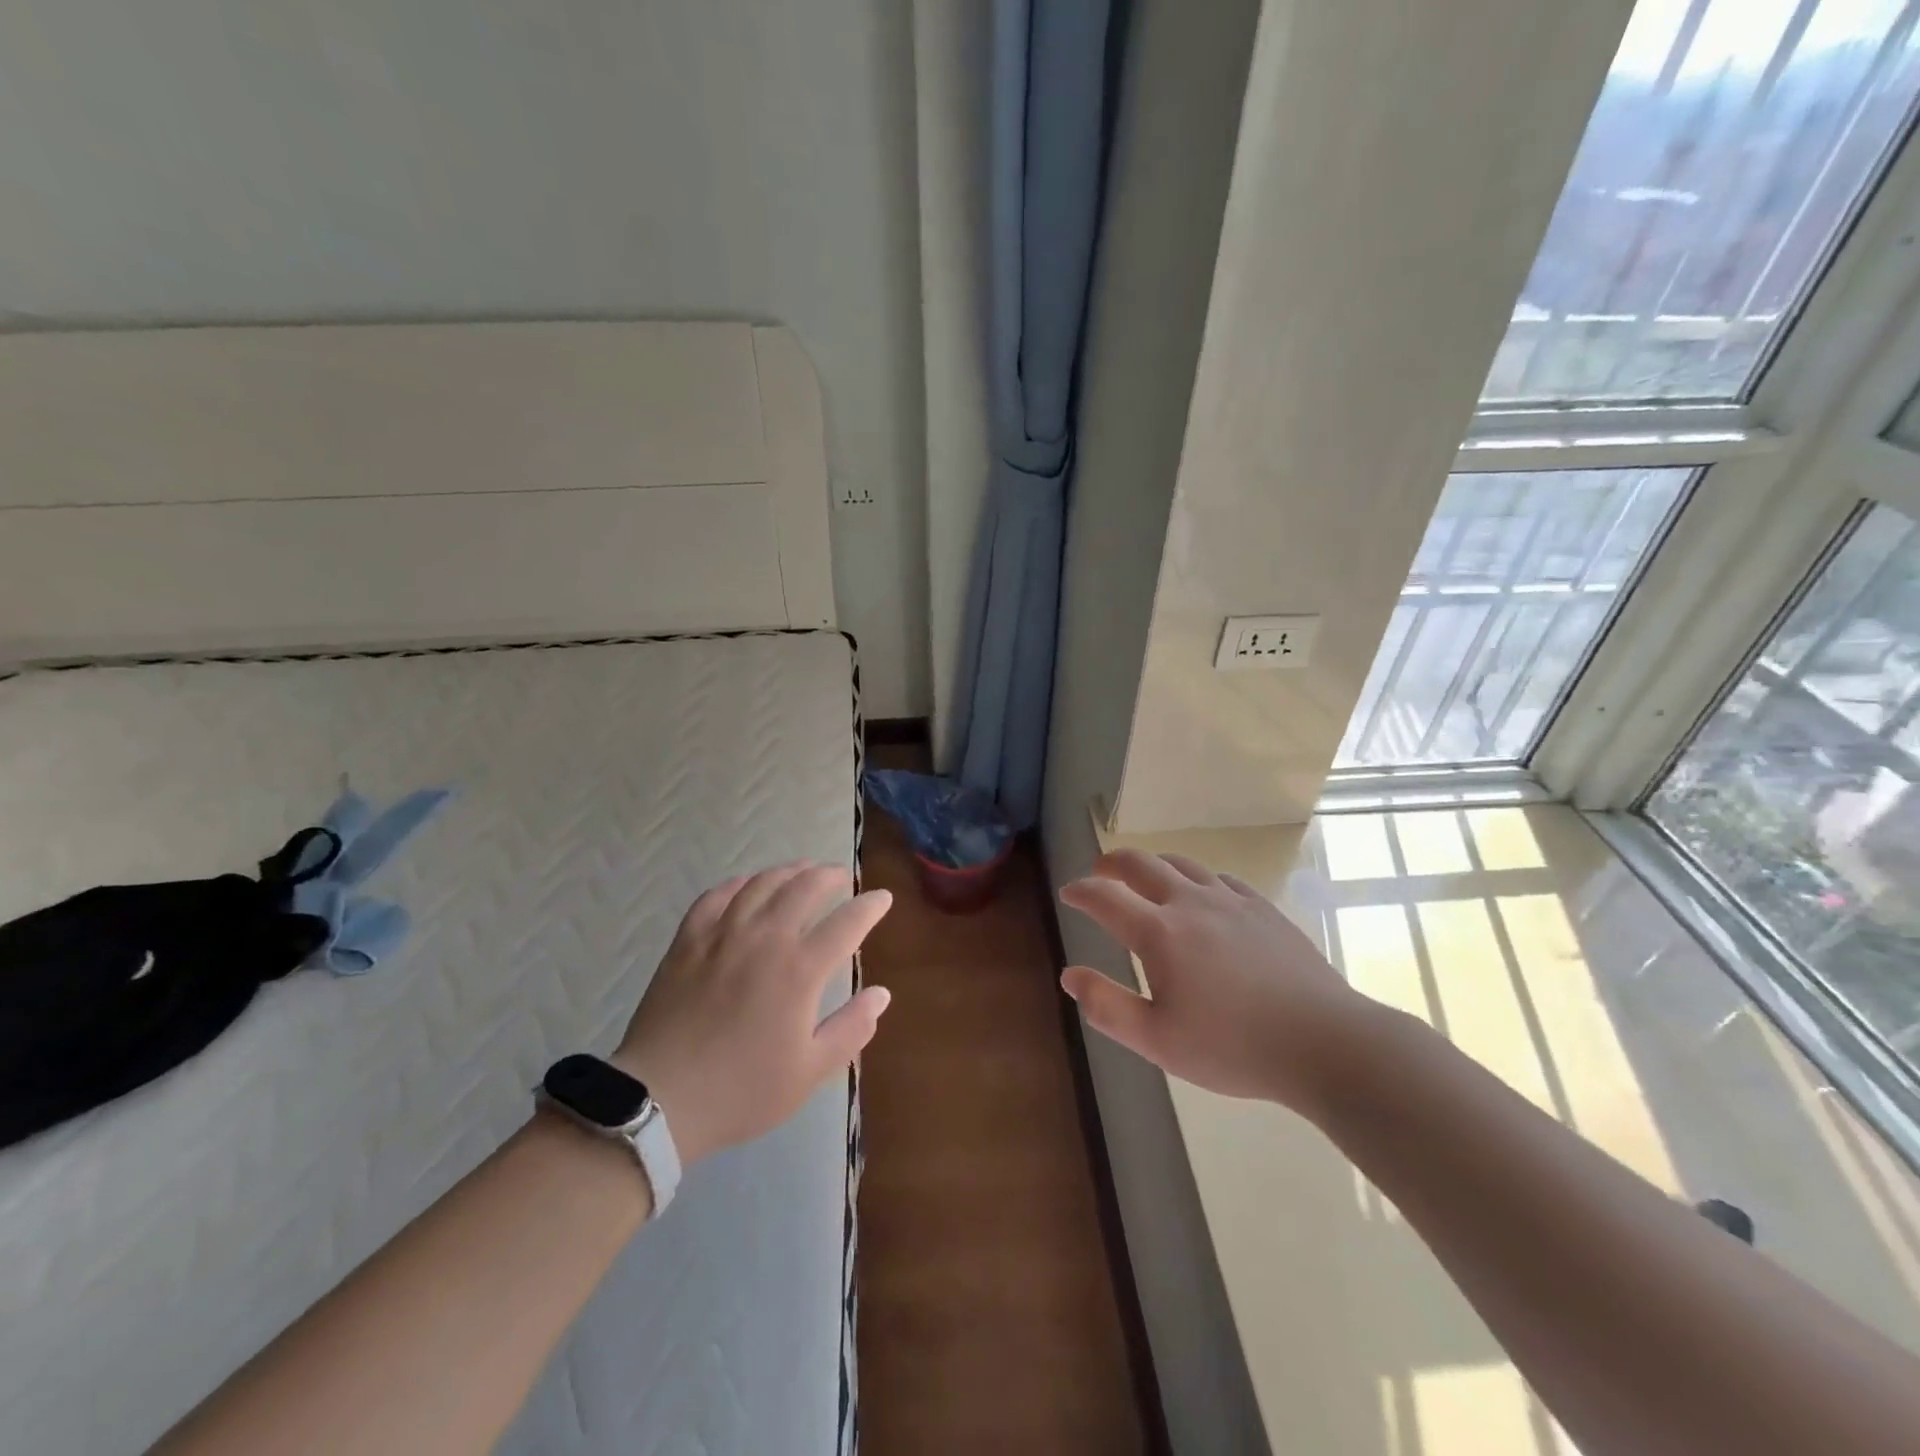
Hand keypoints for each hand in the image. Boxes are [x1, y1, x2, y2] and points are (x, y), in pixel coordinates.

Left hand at [613, 863, 892, 1164]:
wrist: (659, 1100)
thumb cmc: (742, 1091)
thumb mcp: (810, 1072)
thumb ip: (851, 1029)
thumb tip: (882, 994)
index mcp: (800, 970)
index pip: (847, 922)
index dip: (870, 906)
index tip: (882, 898)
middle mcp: (765, 939)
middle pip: (804, 888)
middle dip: (829, 876)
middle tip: (841, 877)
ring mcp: (722, 935)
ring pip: (761, 884)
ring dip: (788, 871)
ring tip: (802, 871)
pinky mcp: (688, 940)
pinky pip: (716, 896)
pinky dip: (738, 883)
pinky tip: (746, 885)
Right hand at [1059, 850, 1369, 1112]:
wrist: (1324, 1042)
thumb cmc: (1233, 1047)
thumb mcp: (1158, 1041)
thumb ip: (1108, 1006)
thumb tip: (1070, 975)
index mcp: (1160, 933)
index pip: (1106, 897)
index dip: (1081, 891)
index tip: (1068, 892)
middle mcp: (1191, 903)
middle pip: (1142, 864)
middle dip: (1113, 863)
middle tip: (1100, 872)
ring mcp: (1231, 901)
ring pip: (1182, 864)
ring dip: (1154, 865)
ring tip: (1145, 877)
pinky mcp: (1263, 909)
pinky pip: (1220, 879)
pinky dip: (1197, 878)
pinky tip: (1203, 894)